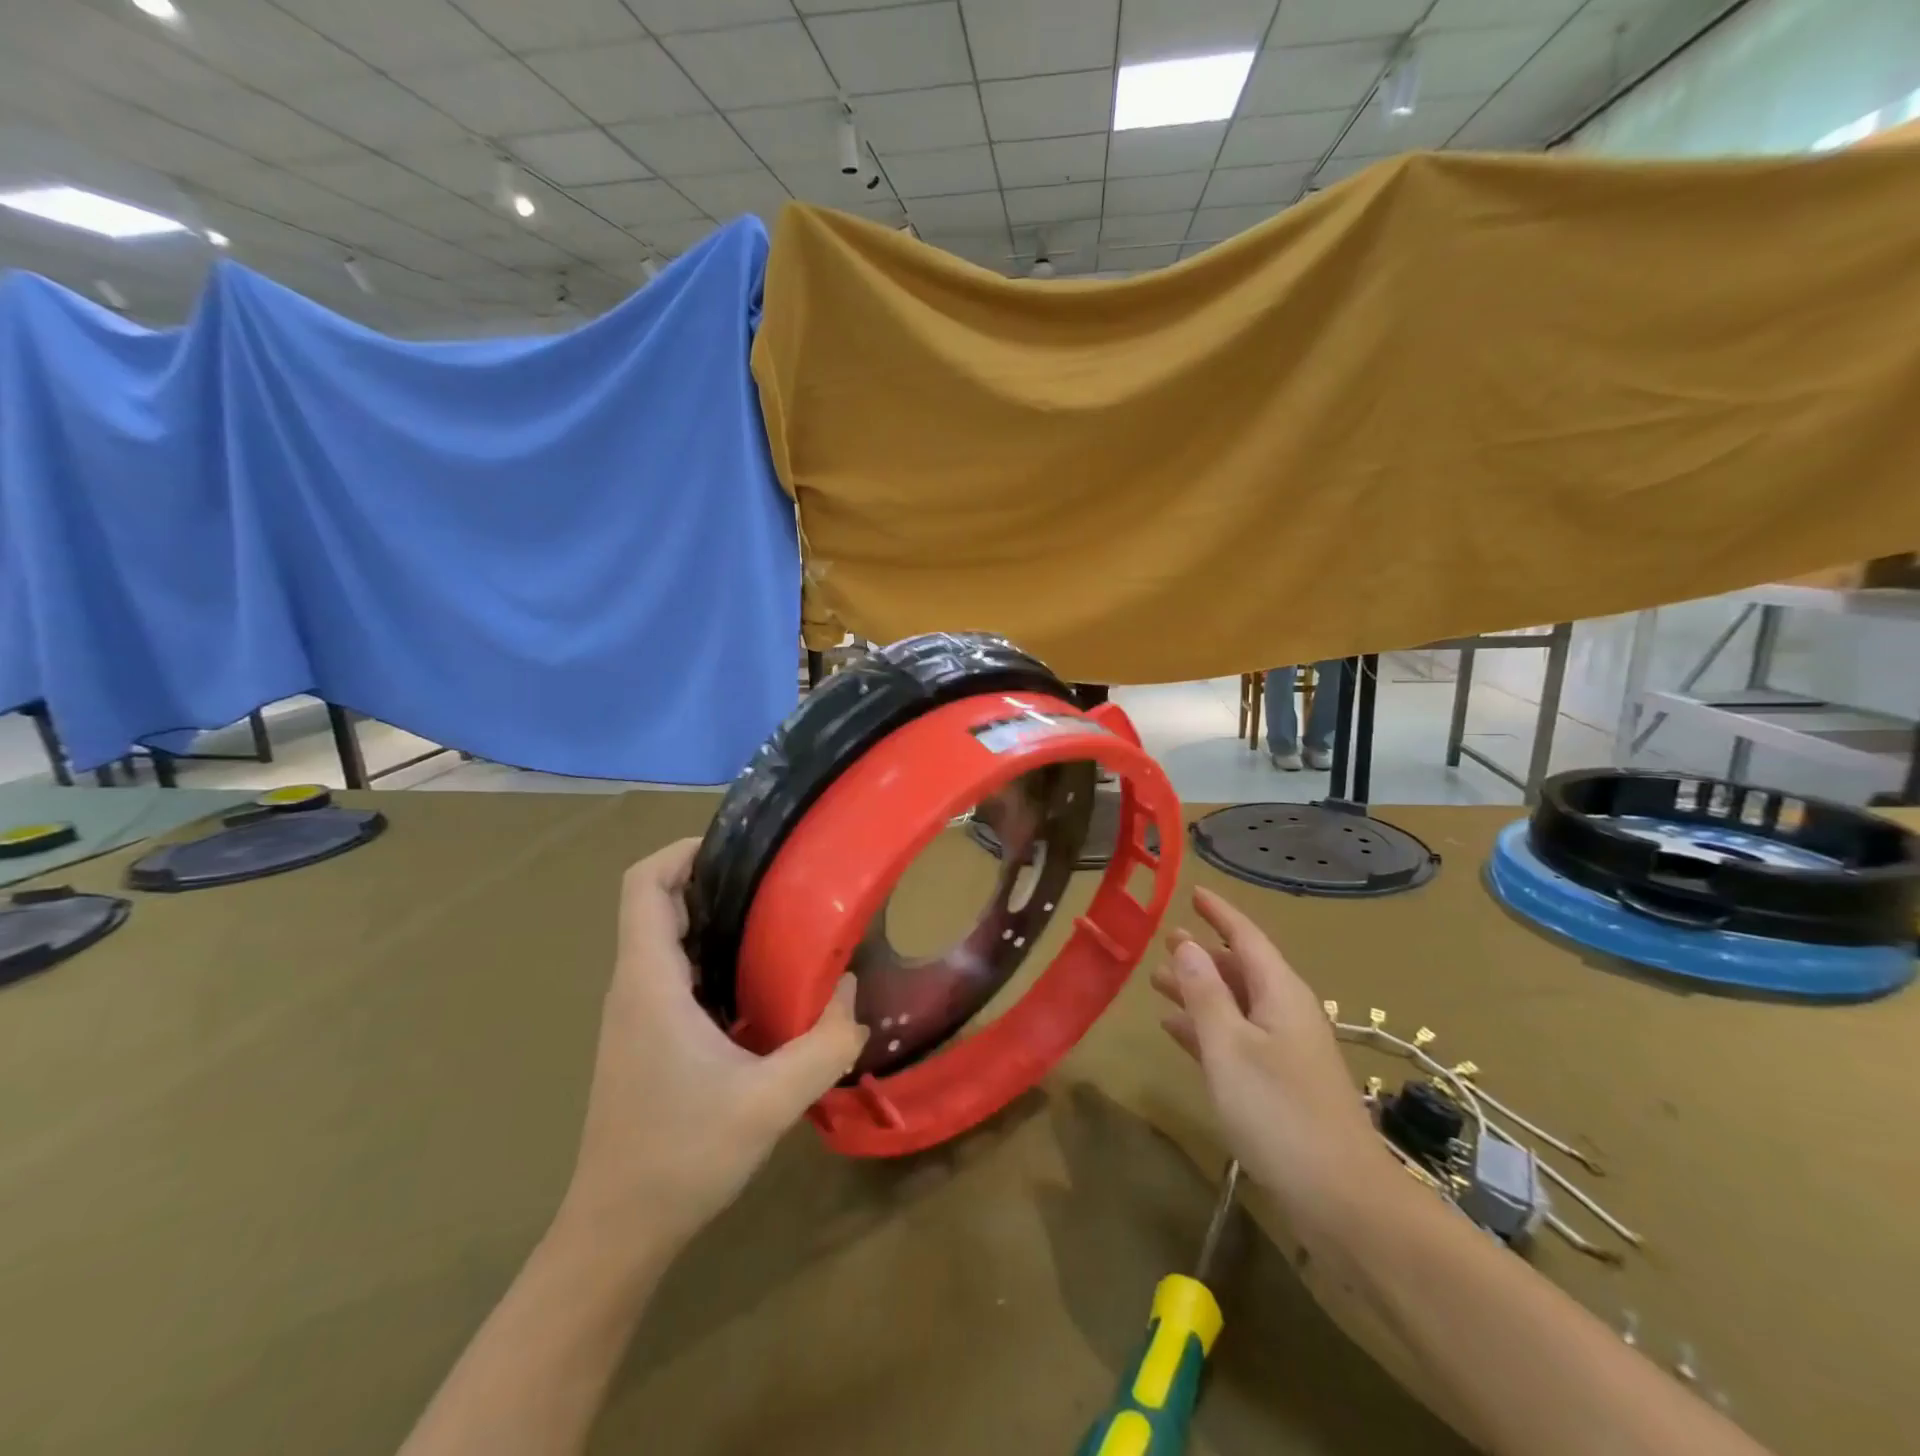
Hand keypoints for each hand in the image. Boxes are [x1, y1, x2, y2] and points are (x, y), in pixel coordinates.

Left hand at [558, 840, 868, 1263]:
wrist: (618, 1232)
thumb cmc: (681, 1157)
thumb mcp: (770, 1102)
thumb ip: (824, 1044)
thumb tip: (853, 991)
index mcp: (649, 984)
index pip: (642, 886)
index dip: (682, 851)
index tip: (739, 848)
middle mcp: (633, 987)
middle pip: (656, 903)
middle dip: (711, 879)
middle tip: (776, 879)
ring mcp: (635, 1014)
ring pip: (665, 939)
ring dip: (713, 918)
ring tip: (777, 919)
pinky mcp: (645, 1038)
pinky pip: (674, 973)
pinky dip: (711, 955)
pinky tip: (759, 981)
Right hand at [1150, 887, 1393, 1223]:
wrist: (1343, 1200)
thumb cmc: (1280, 1113)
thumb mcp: (1230, 1046)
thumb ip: (1205, 993)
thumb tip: (1186, 944)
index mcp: (1281, 994)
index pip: (1247, 937)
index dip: (1219, 913)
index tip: (1193, 892)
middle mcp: (1286, 1013)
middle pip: (1241, 969)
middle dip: (1202, 954)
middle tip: (1163, 941)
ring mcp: (1285, 1051)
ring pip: (1235, 1004)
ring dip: (1199, 991)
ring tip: (1157, 982)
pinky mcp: (1280, 1085)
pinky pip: (1236, 1039)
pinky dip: (1206, 1028)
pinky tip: (1175, 1030)